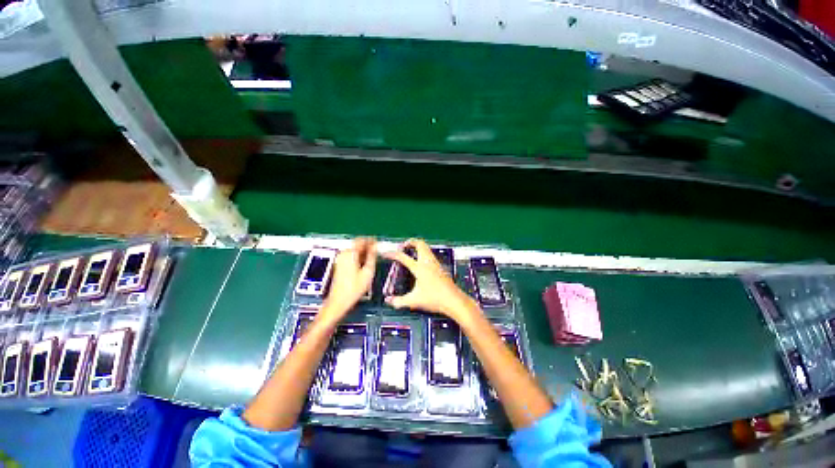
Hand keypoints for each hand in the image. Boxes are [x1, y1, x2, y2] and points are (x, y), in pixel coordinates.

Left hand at [321, 238, 376, 320]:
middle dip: (367, 246)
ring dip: (363, 252)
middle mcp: (344, 254)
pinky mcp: (339, 265)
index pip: (362, 240)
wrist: (338, 301)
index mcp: (351, 253)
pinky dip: (358, 257)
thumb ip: (372, 257)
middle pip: (357, 244)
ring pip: (354, 250)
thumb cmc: (354, 288)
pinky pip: (351, 256)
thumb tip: (375, 247)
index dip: (371, 240)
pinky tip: (364, 264)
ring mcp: (340, 259)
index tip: (378, 242)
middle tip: (377, 251)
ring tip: (372, 258)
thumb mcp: (368, 272)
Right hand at [384, 239, 478, 322]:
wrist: (454, 300)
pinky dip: (423, 252)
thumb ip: (399, 301)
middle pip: (419, 243)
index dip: (392, 254)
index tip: (386, 253)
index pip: (403, 257)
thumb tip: (388, 301)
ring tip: (410, 253)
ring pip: (426, 247)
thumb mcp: (414, 301)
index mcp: (419, 268)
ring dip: (417, 246)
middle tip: (402, 248)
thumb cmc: (435, 299)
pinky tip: (421, 263)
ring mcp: (435, 263)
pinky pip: (430, 254)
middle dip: (409, 242)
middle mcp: (428, 262)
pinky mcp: (440, 266)